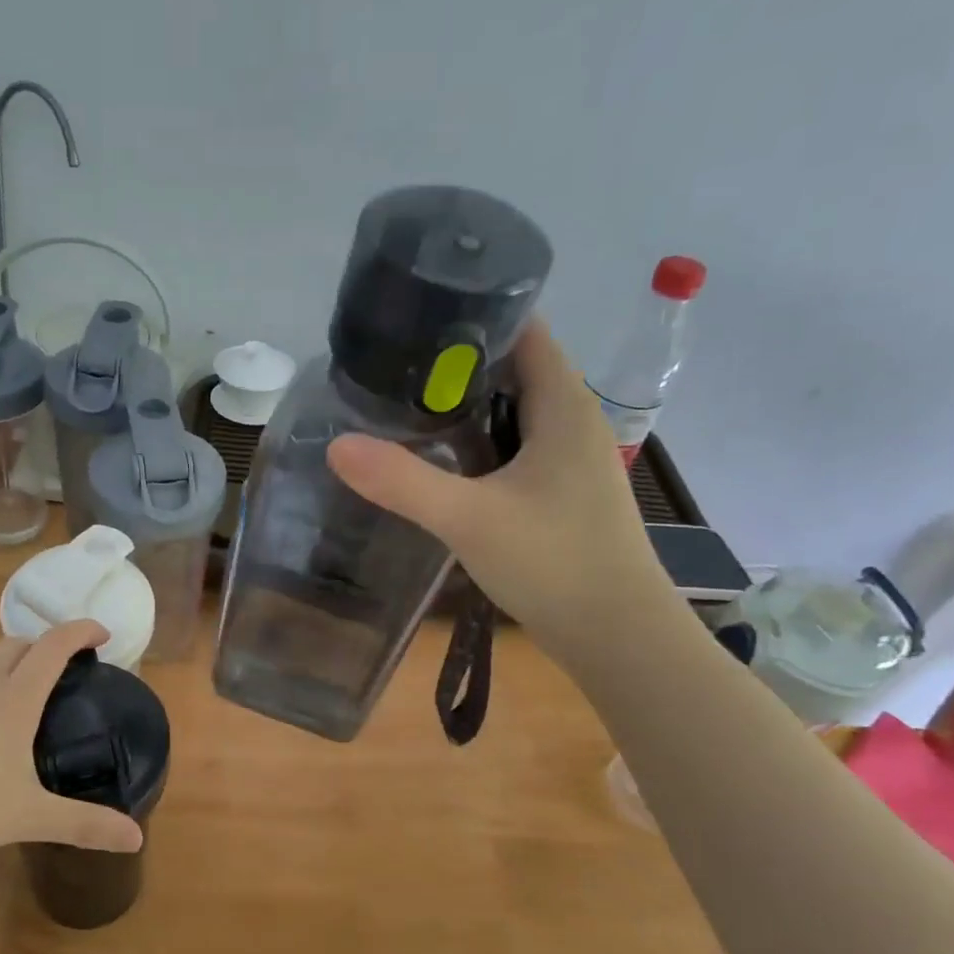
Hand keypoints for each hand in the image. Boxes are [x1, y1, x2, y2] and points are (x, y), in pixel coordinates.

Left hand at [0, 620, 145, 863]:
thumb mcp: (30, 817)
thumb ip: (85, 825)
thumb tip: (136, 838)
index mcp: (14, 699)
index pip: (54, 645)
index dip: (81, 630)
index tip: (102, 633)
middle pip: (16, 643)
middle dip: (43, 645)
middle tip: (59, 668)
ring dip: (5, 661)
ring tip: (15, 691)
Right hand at [327, 319, 681, 661]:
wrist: (616, 636)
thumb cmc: (555, 564)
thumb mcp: (469, 519)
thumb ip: (402, 481)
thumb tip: (336, 446)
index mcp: (562, 406)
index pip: (523, 330)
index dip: (472, 316)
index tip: (413, 320)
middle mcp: (571, 421)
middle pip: (513, 368)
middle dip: (455, 363)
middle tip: (391, 367)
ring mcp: (568, 459)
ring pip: (511, 410)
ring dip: (464, 406)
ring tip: (402, 407)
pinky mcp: (560, 492)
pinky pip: (513, 446)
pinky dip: (476, 442)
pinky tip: (439, 460)